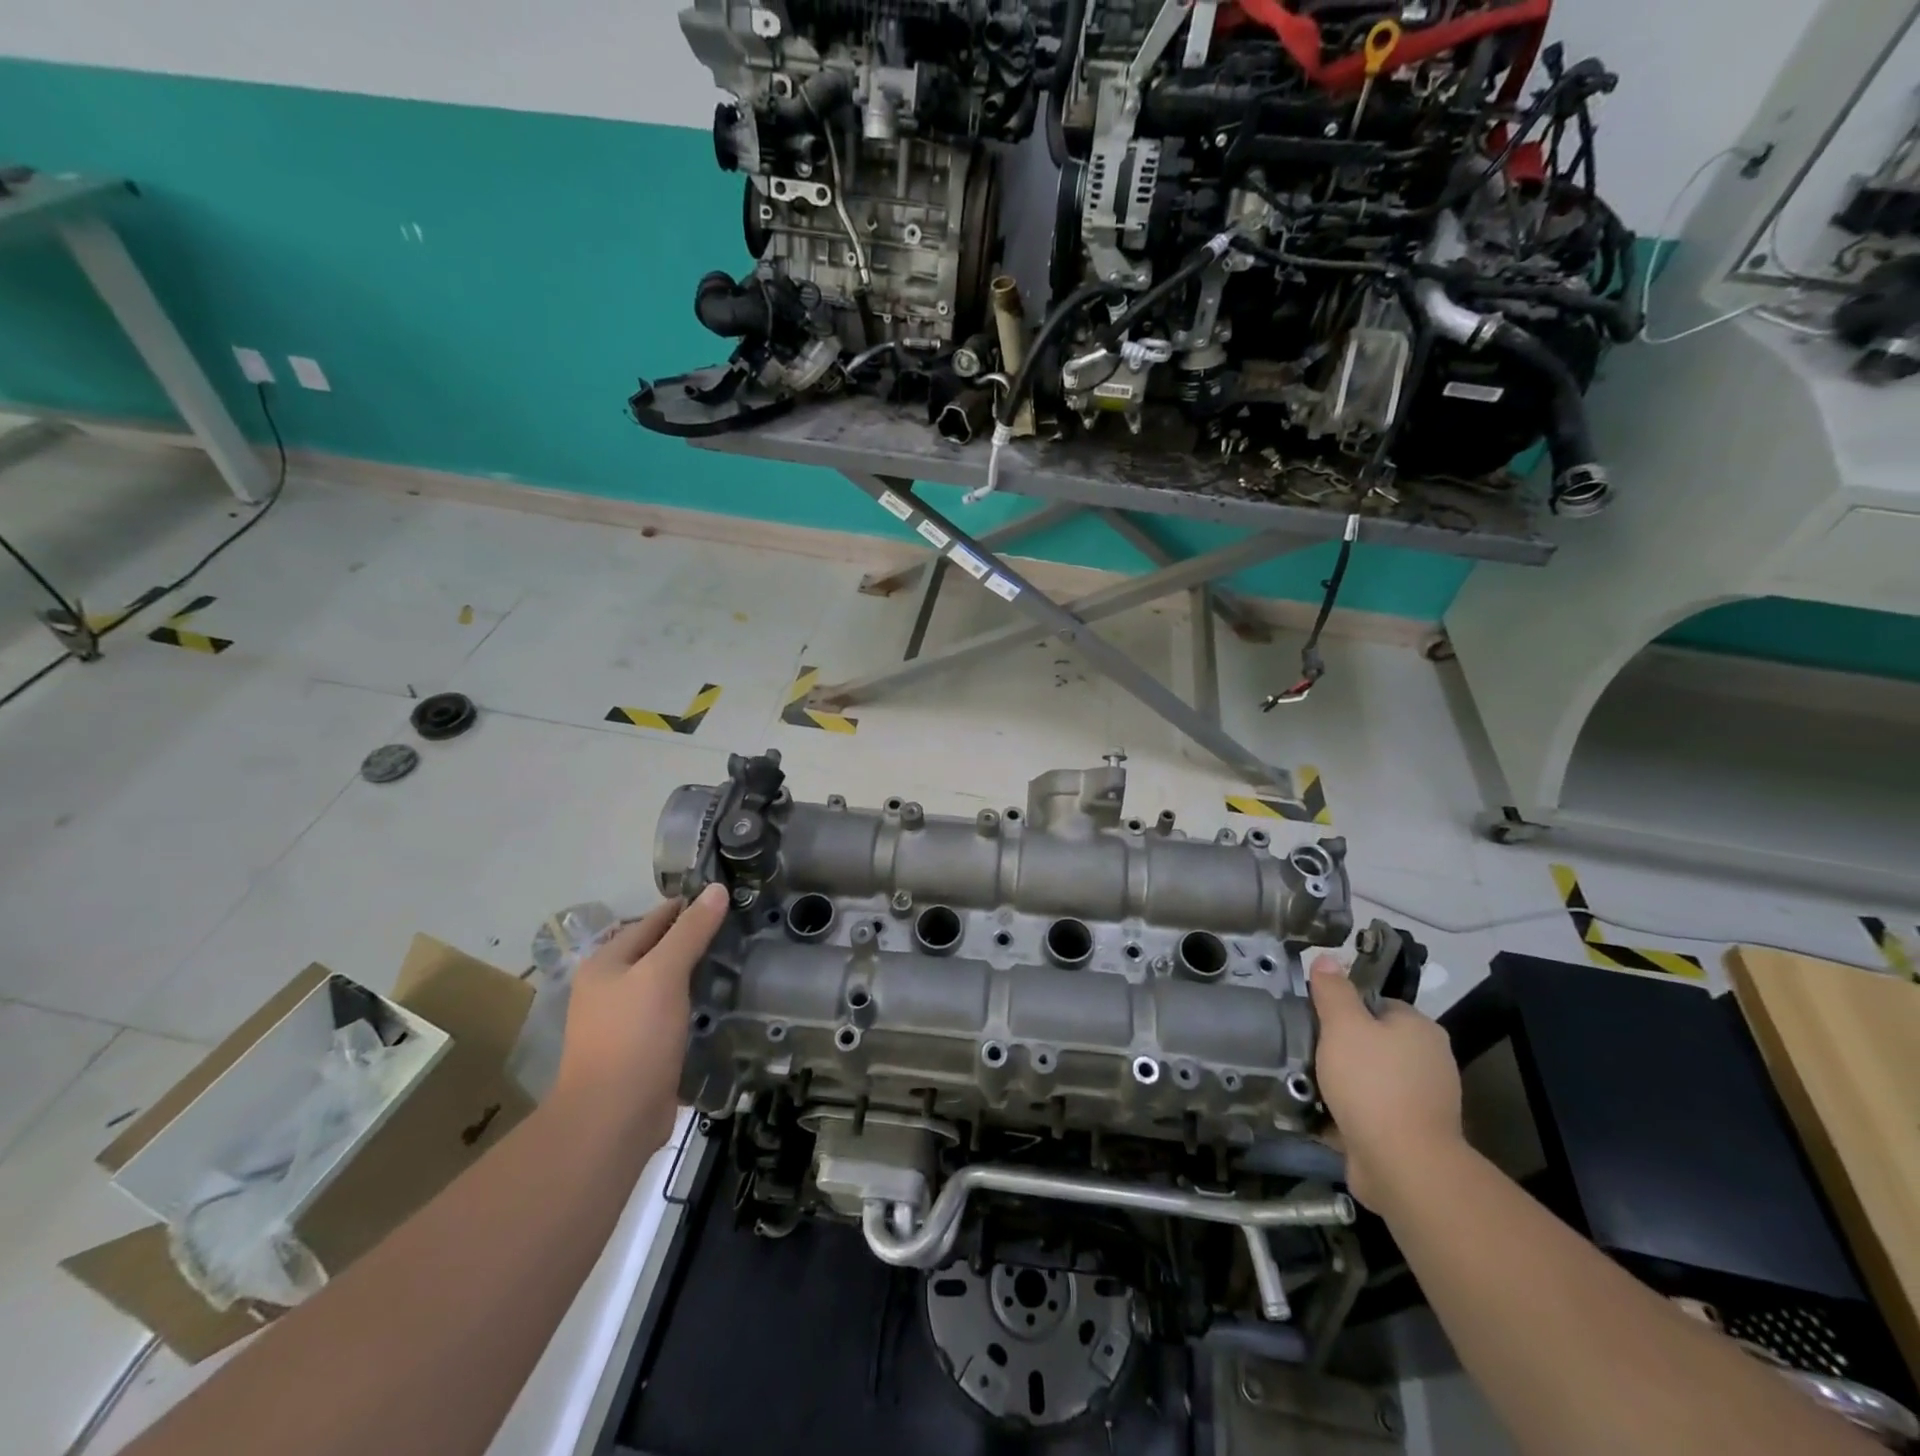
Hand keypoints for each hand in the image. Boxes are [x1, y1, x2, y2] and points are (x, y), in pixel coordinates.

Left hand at [553, 883, 729, 1157]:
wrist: (612, 1120)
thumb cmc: (634, 1037)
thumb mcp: (664, 974)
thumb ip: (690, 931)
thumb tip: (716, 889)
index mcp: (606, 963)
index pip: (652, 920)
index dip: (686, 907)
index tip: (726, 897)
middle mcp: (609, 988)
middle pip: (657, 951)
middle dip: (693, 940)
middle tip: (739, 928)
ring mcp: (623, 1022)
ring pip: (666, 984)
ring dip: (695, 974)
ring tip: (737, 961)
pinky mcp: (640, 1050)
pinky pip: (672, 1014)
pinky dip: (693, 1004)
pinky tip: (720, 1003)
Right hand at [1309, 954, 1464, 1213]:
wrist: (1402, 1164)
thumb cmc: (1372, 1083)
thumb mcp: (1343, 1025)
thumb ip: (1333, 990)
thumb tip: (1327, 959)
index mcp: (1420, 1029)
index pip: (1377, 1004)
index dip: (1344, 1008)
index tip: (1315, 1020)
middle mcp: (1430, 1061)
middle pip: (1373, 1042)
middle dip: (1340, 1048)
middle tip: (1306, 1050)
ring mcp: (1424, 1101)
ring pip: (1370, 1078)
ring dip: (1342, 1082)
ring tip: (1306, 1082)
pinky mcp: (1411, 1134)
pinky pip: (1371, 1112)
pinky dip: (1349, 1112)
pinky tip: (1320, 1113)